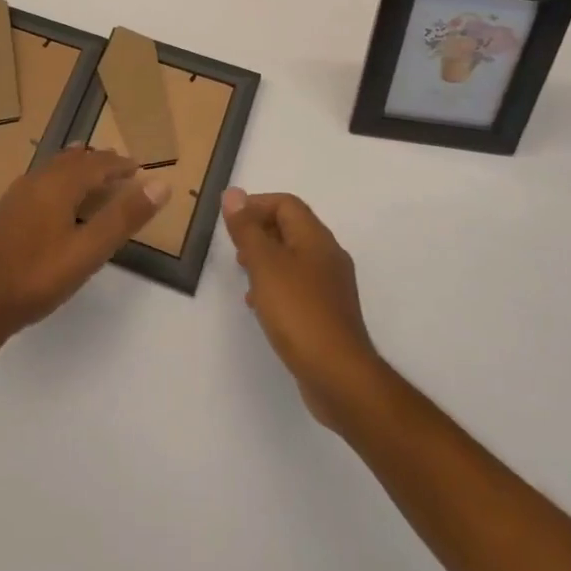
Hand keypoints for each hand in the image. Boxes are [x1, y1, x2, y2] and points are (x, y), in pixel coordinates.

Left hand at [0, 147, 169, 349]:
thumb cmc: (37, 278)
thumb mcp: (88, 251)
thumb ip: (124, 217)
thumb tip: (160, 184)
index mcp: (58, 185)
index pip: (96, 164)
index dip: (119, 164)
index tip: (138, 167)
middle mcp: (34, 181)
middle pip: (71, 162)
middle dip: (97, 162)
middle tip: (118, 168)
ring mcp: (13, 196)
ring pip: (51, 170)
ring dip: (74, 169)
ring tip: (88, 172)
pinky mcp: (0, 213)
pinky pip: (36, 184)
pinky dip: (56, 182)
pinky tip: (52, 202)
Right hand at [223, 188, 385, 429]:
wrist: (339, 377)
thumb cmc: (299, 312)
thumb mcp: (265, 265)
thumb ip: (247, 229)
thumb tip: (233, 194)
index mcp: (316, 238)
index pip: (286, 204)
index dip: (256, 205)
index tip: (231, 222)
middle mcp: (328, 256)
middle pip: (291, 228)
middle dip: (260, 232)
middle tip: (236, 249)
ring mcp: (331, 287)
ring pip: (293, 258)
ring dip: (266, 260)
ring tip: (244, 276)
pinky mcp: (328, 314)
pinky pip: (298, 286)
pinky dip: (276, 286)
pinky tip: (262, 306)